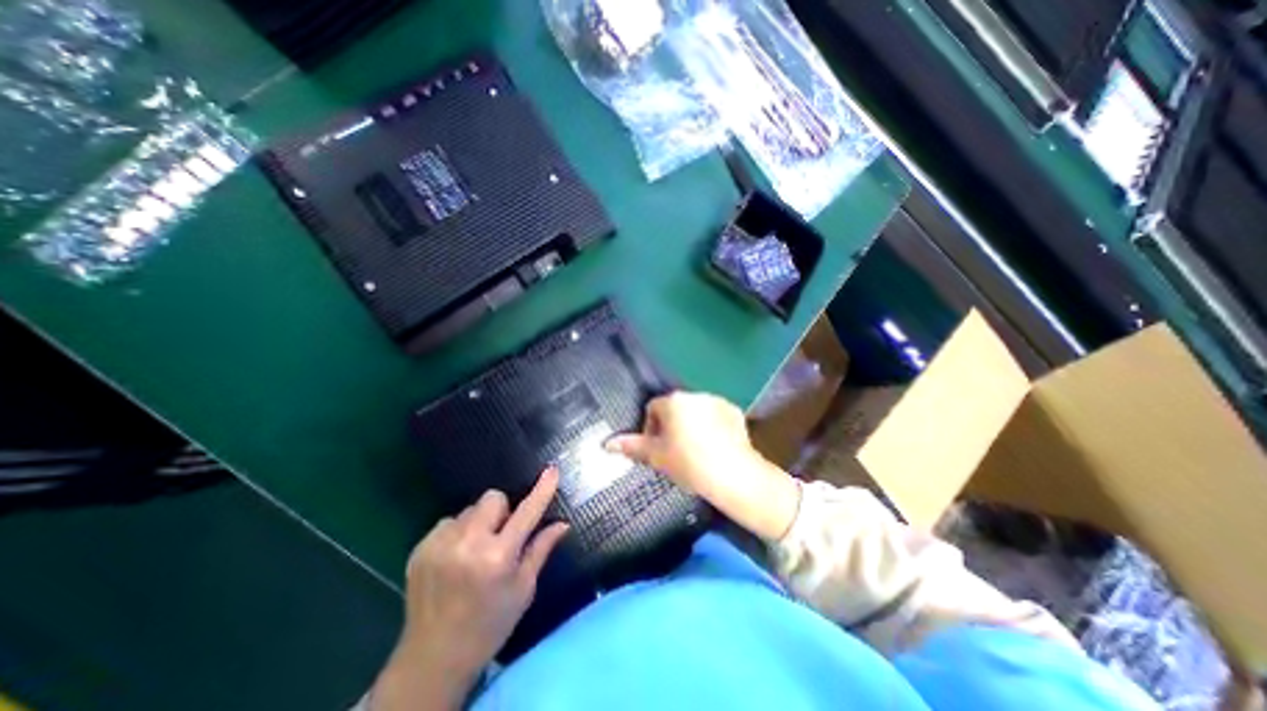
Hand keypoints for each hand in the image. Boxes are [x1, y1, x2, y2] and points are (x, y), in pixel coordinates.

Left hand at [374, 470, 569, 707]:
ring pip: (470, 509)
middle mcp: (467, 545)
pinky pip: (449, 522)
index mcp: (497, 558)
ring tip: (475, 551)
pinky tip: (455, 558)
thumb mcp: (524, 589)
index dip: (542, 490)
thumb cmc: (490, 624)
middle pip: (493, 498)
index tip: (552, 470)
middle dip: (501, 511)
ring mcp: (439, 545)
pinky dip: (458, 532)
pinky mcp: (420, 548)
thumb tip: (563, 523)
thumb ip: (541, 549)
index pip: (526, 513)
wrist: (432, 659)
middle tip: (500, 537)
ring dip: (478, 522)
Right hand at [606, 394, 799, 537]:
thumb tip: (607, 443)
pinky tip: (715, 447)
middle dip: (672, 426)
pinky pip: (716, 416)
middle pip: (675, 408)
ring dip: (692, 425)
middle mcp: (694, 395)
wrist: (732, 474)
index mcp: (673, 401)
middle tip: (675, 452)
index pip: (653, 408)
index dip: (651, 429)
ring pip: (696, 412)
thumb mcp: (656, 457)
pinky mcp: (734, 412)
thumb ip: (631, 446)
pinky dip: (713, 427)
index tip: (657, 449)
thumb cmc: (688, 463)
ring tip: (697, 450)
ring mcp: (717, 401)